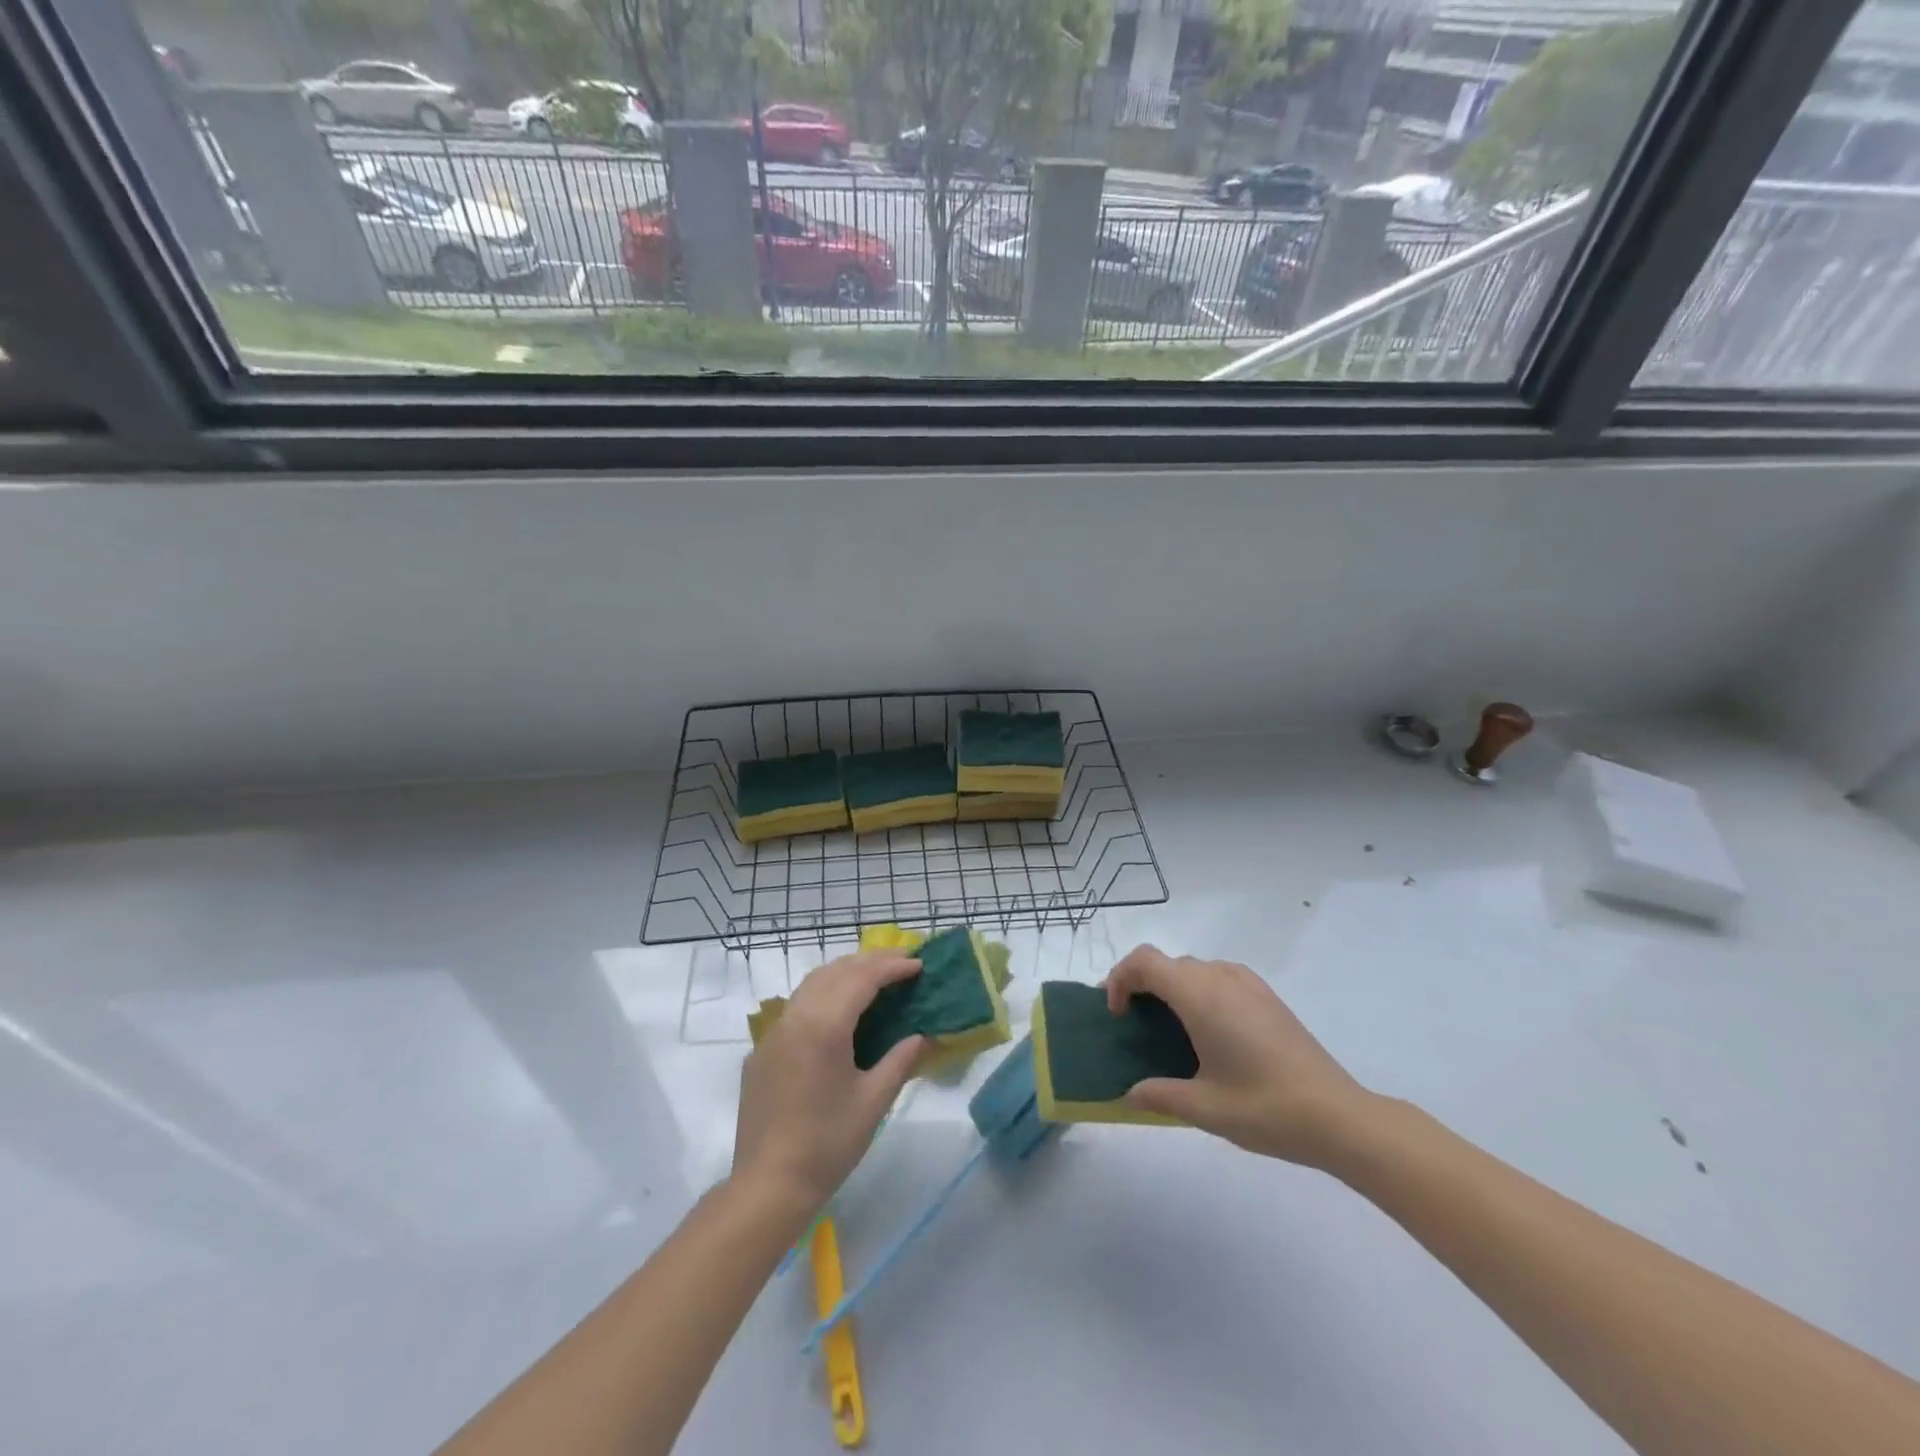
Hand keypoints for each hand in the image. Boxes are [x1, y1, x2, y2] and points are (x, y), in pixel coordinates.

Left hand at [732, 952, 925, 1215]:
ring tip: (874, 976)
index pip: (862, 978)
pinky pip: (796, 1006)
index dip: (892, 967)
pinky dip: (823, 993)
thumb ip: (899, 1061)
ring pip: (812, 983)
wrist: (767, 1184)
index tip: (919, 964)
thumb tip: (922, 1037)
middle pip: (836, 971)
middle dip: (870, 961)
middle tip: (902, 962)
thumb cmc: (827, 1144)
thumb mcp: (873, 1102)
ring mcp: (774, 1032)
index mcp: (824, 1026)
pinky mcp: (763, 1050)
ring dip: (844, 972)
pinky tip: (837, 1009)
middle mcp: (796, 1017)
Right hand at [1105, 945, 1374, 1168]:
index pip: (1144, 961)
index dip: (1120, 979)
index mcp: (1200, 996)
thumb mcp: (1204, 1109)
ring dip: (1170, 987)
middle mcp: (1221, 978)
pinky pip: (1218, 977)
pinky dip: (1198, 991)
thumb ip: (1159, 1095)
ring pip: (1193, 968)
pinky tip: (1209, 1032)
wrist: (1339, 1116)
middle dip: (1141, 985)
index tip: (1117, 1015)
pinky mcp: (1267, 996)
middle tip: (1134, 1025)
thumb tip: (1129, 1093)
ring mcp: (1248, 984)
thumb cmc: (1265, 1108)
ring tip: (1169, 1030)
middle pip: (1166, 963)